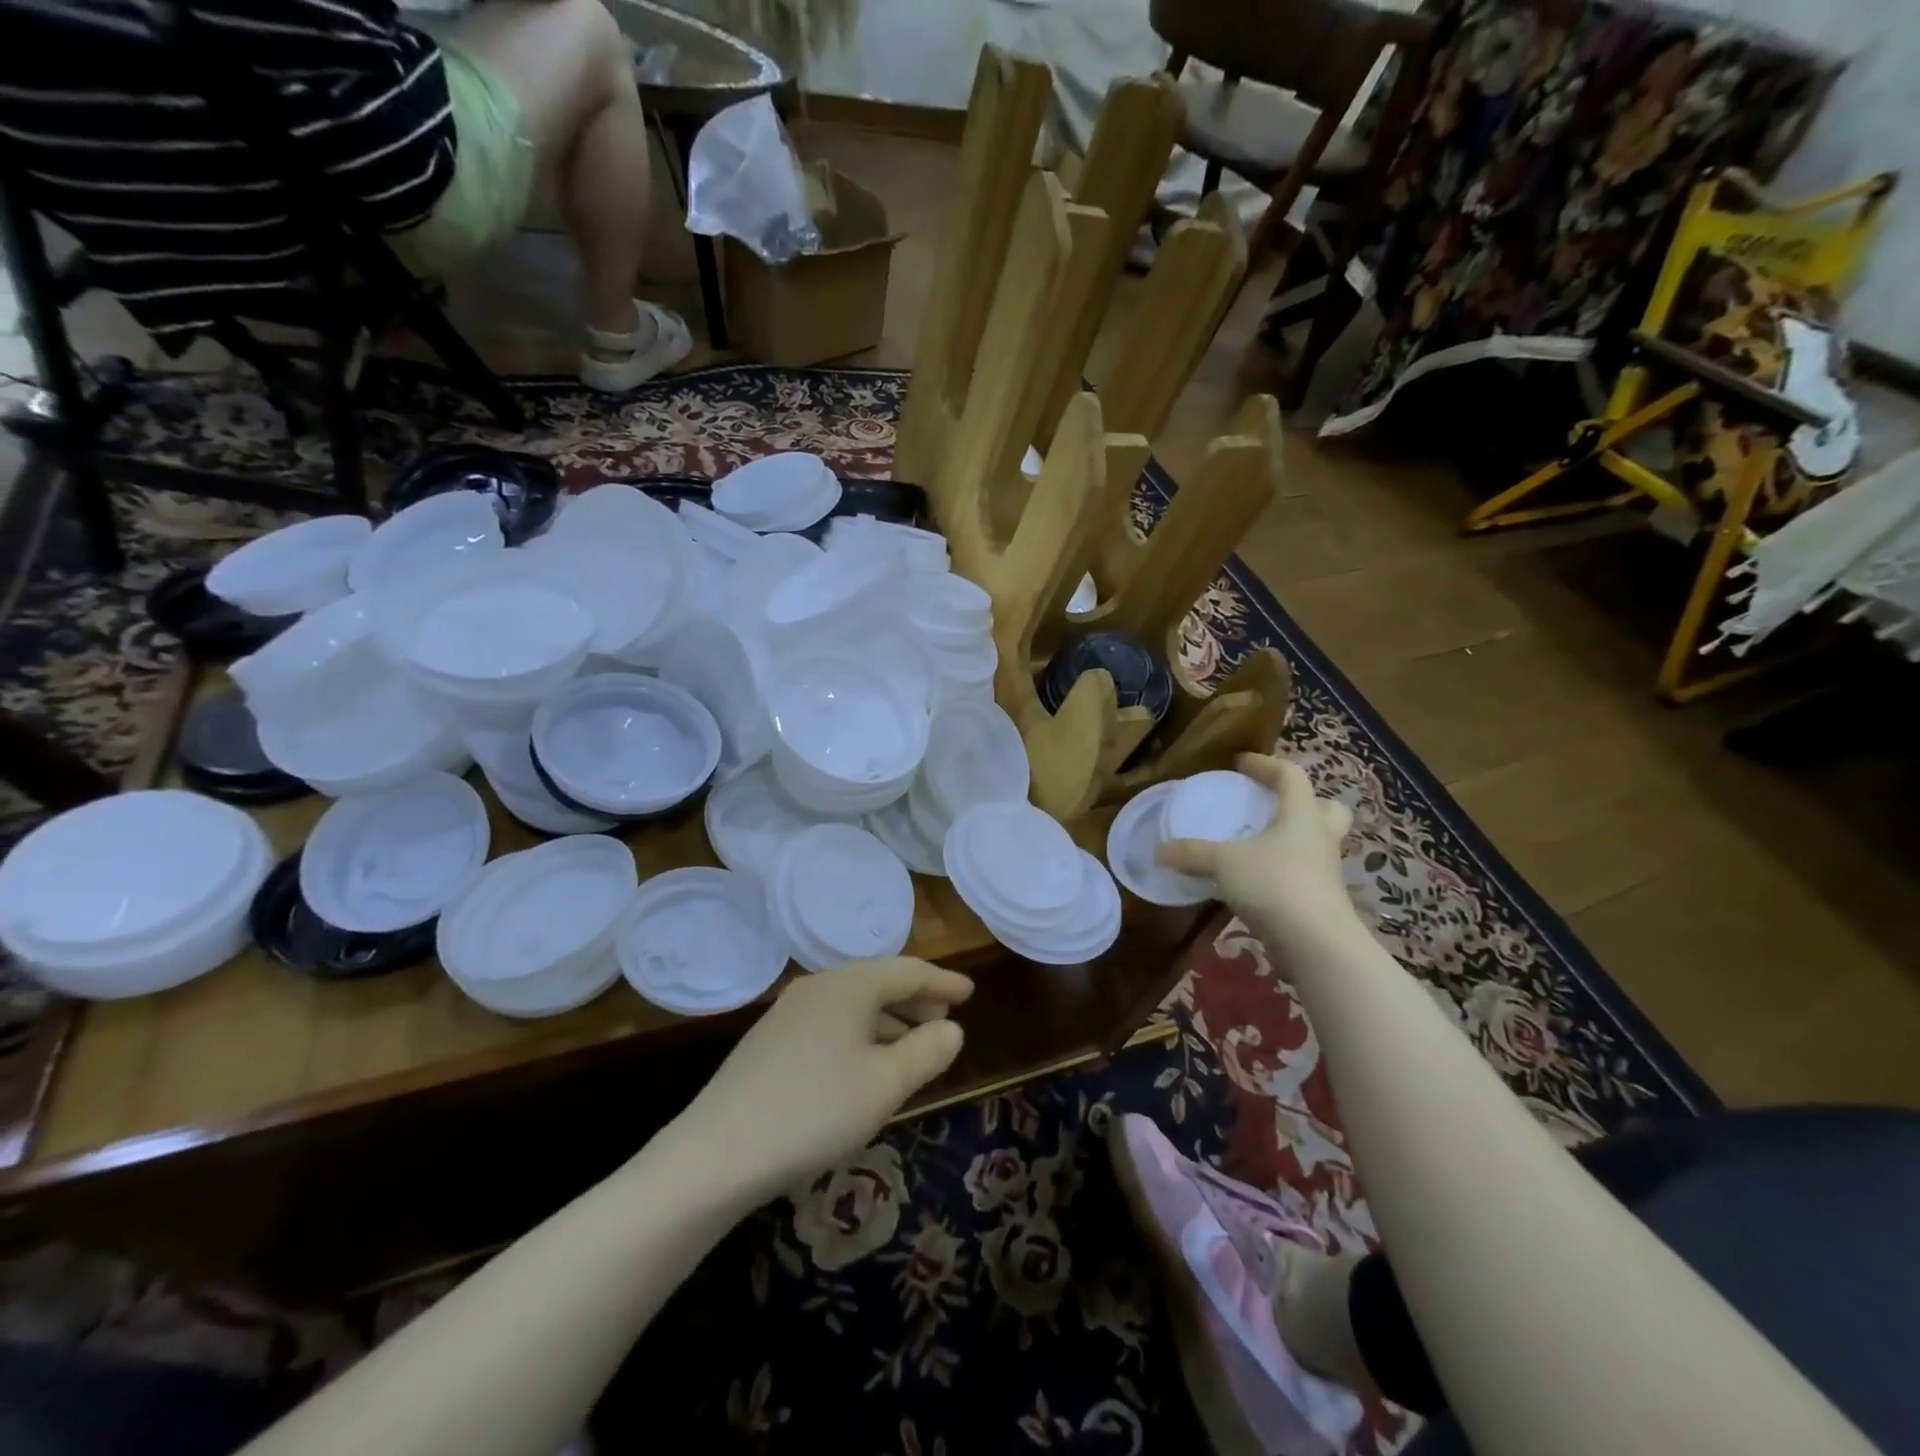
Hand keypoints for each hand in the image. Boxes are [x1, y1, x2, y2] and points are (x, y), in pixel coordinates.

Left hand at [677, 958, 972, 1201]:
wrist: (717, 1154)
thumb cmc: (815, 1110)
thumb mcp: (885, 1084)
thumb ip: (927, 1052)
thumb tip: (952, 1029)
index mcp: (848, 985)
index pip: (907, 971)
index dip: (942, 982)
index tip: (970, 993)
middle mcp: (817, 987)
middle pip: (877, 983)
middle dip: (915, 1001)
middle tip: (945, 1023)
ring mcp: (788, 1013)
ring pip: (852, 1005)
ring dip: (888, 1021)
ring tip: (911, 1047)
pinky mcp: (769, 1043)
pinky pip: (830, 1024)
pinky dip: (860, 1035)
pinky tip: (864, 1067)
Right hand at [1157, 753, 1358, 951]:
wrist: (1316, 943)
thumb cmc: (1274, 884)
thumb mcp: (1224, 863)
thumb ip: (1192, 854)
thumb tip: (1158, 851)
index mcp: (1301, 815)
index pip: (1291, 775)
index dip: (1266, 764)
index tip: (1241, 763)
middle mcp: (1320, 837)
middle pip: (1325, 807)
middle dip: (1302, 801)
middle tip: (1271, 804)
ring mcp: (1325, 871)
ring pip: (1317, 842)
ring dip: (1294, 838)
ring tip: (1259, 844)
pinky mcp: (1322, 901)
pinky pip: (1305, 874)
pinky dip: (1285, 871)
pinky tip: (1258, 881)